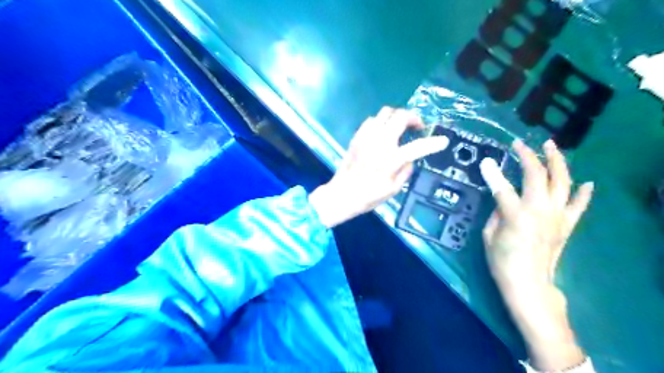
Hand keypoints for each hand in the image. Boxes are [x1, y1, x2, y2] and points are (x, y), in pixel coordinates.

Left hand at [313, 106, 450, 226]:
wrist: (342, 194)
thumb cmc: (369, 196)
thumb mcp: (393, 189)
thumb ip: (406, 170)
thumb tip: (410, 158)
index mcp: (391, 159)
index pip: (418, 146)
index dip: (434, 143)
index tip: (443, 141)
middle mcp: (380, 142)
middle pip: (401, 116)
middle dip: (413, 118)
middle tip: (417, 127)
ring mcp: (367, 136)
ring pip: (385, 112)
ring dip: (397, 117)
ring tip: (400, 128)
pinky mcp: (357, 136)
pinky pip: (372, 120)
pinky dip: (381, 122)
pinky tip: (382, 133)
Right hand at [480, 139, 593, 370]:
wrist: (529, 284)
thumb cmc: (502, 261)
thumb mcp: (488, 236)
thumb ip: (496, 213)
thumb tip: (502, 199)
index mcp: (516, 216)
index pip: (502, 188)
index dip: (493, 172)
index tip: (487, 160)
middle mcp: (540, 211)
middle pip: (537, 176)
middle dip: (528, 156)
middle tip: (520, 144)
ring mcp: (558, 217)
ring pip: (562, 182)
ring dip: (557, 162)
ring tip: (551, 146)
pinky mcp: (567, 225)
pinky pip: (579, 206)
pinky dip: (584, 193)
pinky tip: (586, 181)